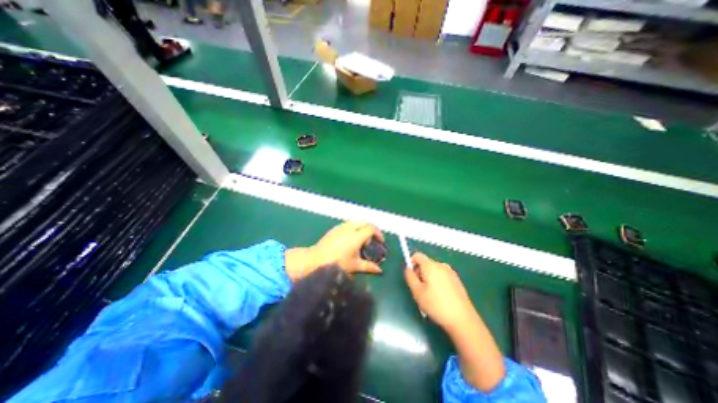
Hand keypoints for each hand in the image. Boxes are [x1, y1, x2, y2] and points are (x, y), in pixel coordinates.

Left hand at [283, 222, 382, 281]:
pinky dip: (355, 227)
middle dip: (372, 228)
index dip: (378, 233)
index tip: (381, 241)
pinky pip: (349, 223)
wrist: (315, 259)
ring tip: (363, 239)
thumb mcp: (354, 266)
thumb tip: (380, 270)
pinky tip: (352, 238)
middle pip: (365, 222)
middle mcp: (349, 228)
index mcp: (356, 236)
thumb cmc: (336, 263)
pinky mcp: (335, 228)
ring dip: (363, 227)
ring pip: (356, 221)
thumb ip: (368, 267)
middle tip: (374, 238)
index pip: (371, 228)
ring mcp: (341, 227)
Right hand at [404, 252, 474, 333]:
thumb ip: (410, 277)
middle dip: (420, 273)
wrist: (463, 319)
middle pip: (425, 263)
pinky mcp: (457, 280)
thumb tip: (408, 268)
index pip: (417, 255)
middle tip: (420, 289)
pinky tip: (441, 297)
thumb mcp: (417, 292)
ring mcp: (451, 272)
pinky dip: (438, 282)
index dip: (411, 263)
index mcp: (430, 265)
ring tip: (430, 295)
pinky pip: (442, 275)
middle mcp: (441, 265)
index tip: (412, 277)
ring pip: (434, 270)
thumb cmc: (436, 305)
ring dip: (429, 278)